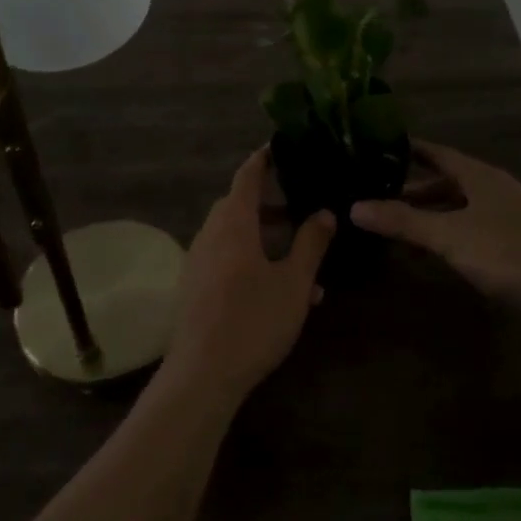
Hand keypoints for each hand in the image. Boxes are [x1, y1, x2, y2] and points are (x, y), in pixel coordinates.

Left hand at [163, 148, 334, 405]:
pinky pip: (225, 258)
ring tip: (298, 255)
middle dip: (268, 201)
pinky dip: (249, 259)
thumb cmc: (253, 320)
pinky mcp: (194, 286)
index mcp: (233, 223)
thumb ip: (311, 244)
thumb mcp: (293, 282)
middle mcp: (210, 234)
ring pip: (233, 234)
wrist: (202, 374)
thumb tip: (325, 212)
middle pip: (237, 204)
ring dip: (262, 236)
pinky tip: (278, 290)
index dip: (263, 159)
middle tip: (298, 202)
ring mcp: (198, 261)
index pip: (247, 176)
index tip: (279, 146)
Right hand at [349, 140, 520, 314]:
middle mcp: (493, 186)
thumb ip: (402, 221)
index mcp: (479, 175)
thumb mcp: (447, 235)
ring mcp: (506, 211)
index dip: (409, 149)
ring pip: (460, 202)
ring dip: (431, 209)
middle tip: (379, 191)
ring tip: (400, 220)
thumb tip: (354, 207)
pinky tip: (435, 244)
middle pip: (448, 178)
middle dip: (414, 186)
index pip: (437, 152)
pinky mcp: (514, 236)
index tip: (379, 148)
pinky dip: (448, 226)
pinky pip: (471, 221)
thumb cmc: (503, 252)